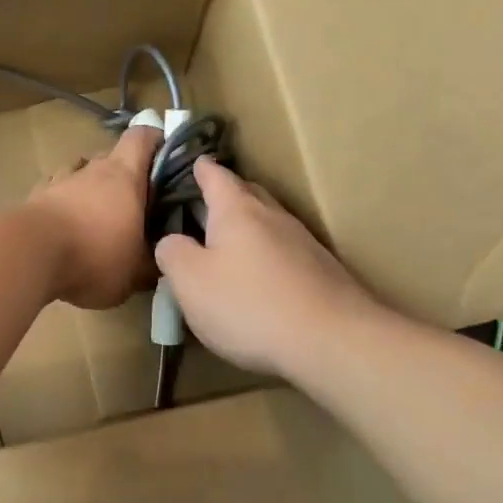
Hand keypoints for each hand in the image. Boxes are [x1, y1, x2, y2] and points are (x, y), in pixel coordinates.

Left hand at [24, 125, 160, 308]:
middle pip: (111, 158)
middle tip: (132, 205)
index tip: (165, 158)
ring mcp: (59, 181)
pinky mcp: (34, 198)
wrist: (28, 255)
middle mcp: (92, 169)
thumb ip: (150, 264)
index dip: (155, 141)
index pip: (142, 137)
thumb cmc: (94, 256)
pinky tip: (63, 228)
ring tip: (94, 218)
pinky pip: (54, 193)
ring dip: (89, 189)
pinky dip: (62, 205)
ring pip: (80, 173)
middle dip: (123, 177)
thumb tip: (160, 261)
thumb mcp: (134, 273)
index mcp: (124, 176)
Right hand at [153, 157, 376, 377]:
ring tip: (226, 245)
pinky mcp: (320, 272)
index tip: (193, 162)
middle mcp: (273, 216)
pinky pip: (284, 252)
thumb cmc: (248, 305)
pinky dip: (266, 256)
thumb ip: (172, 253)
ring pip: (268, 223)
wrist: (331, 340)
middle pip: (247, 194)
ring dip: (247, 228)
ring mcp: (302, 243)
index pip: (216, 176)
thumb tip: (171, 240)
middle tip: (204, 205)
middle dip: (226, 195)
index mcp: (237, 210)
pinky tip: (258, 280)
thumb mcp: (190, 281)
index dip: (201, 169)